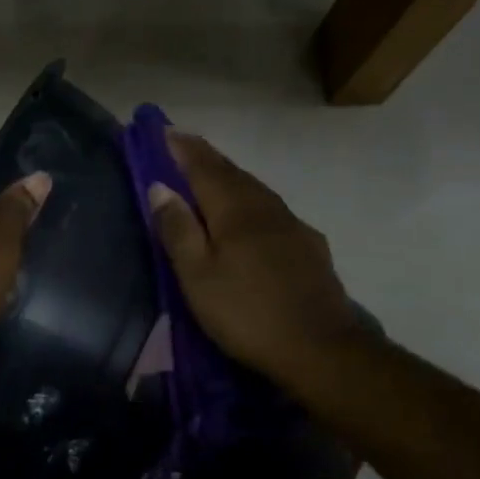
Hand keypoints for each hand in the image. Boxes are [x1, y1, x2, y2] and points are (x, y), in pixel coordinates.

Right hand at [146, 131, 359, 387]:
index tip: (163, 130)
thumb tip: (160, 186)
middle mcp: (267, 208)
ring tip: (210, 177)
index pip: (205, 168)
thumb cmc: (245, 313)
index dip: (183, 149)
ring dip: (230, 179)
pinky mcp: (310, 248)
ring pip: (256, 191)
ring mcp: (293, 227)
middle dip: (206, 158)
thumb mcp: (198, 276)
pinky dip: (251, 202)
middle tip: (183, 148)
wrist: (320, 348)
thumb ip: (178, 230)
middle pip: (233, 174)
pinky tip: (250, 216)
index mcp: (236, 211)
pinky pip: (272, 211)